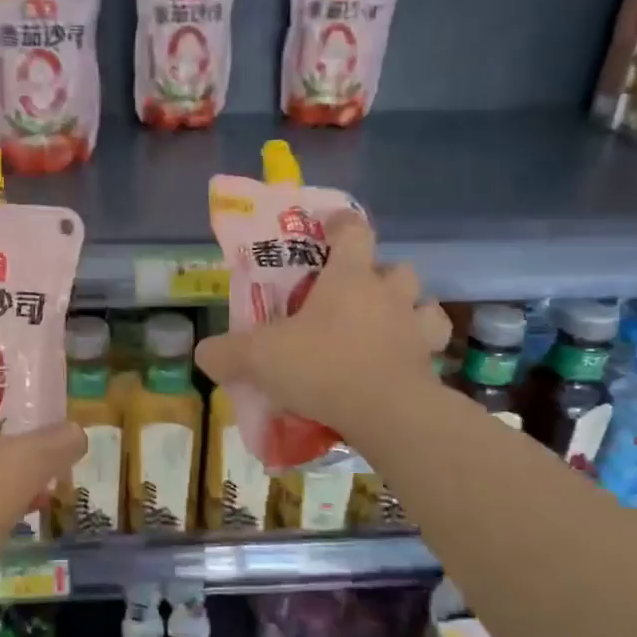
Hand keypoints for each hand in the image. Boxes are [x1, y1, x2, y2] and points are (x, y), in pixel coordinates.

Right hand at [195, 211, 450, 446]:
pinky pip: (432, 349)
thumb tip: (204, 354)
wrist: (384, 412)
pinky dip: (420, 352)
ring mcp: (415, 329)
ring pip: (425, 304)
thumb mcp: (257, 357)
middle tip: (355, 295)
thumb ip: (226, 353)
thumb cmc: (321, 366)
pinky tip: (400, 364)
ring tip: (386, 328)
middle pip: (396, 267)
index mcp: (348, 278)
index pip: (353, 231)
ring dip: (409, 310)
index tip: (331, 227)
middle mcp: (388, 294)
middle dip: (380, 275)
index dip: (342, 224)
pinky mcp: (430, 365)